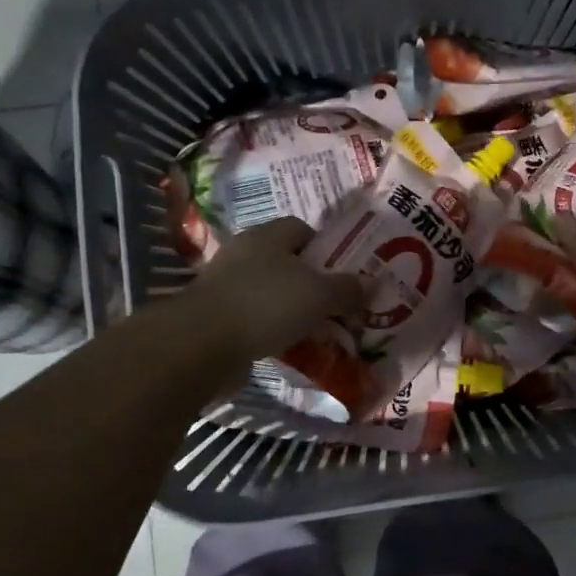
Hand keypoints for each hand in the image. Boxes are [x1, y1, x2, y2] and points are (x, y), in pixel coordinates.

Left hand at [181, 219, 366, 369]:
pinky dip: (271, 329)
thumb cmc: (266, 304)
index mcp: (267, 236)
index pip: (301, 229)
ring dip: (290, 308)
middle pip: (286, 261)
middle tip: (335, 304)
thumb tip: (374, 284)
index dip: (325, 248)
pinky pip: (253, 317)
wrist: (201, 345)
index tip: (342, 273)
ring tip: (316, 329)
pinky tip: (288, 346)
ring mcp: (225, 285)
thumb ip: (348, 289)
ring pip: (269, 291)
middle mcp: (244, 253)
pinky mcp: (215, 316)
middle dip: (311, 282)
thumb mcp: (319, 295)